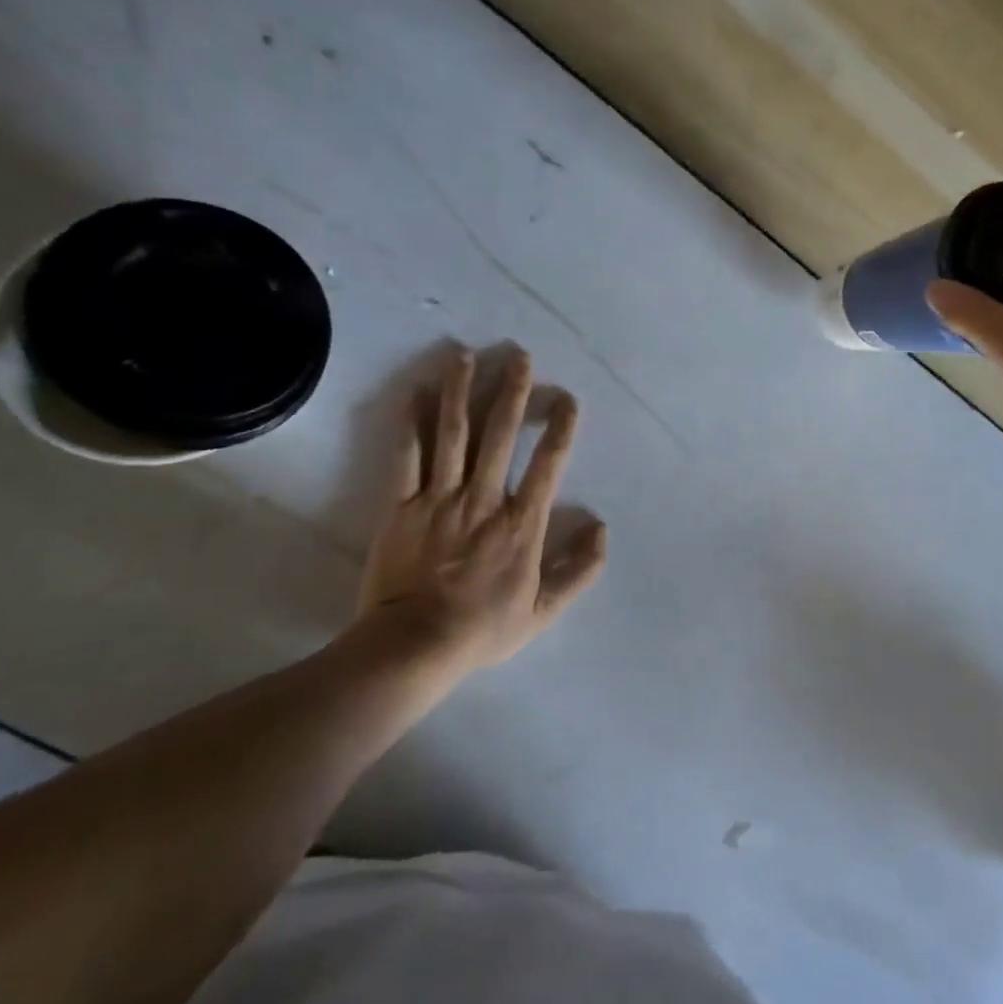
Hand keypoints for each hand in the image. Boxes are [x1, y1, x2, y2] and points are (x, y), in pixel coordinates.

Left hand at [355, 347, 606, 677]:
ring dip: (461, 392)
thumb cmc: (482, 628)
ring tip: (466, 356)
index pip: (548, 464)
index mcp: (521, 523)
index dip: (561, 428)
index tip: (568, 399)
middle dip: (512, 392)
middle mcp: (484, 499)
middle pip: (500, 435)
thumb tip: (601, 528)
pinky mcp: (401, 505)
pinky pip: (406, 456)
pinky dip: (411, 422)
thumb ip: (579, 570)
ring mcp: (439, 498)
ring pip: (453, 434)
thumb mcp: (544, 610)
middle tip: (519, 357)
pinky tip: (415, 392)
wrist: (413, 646)